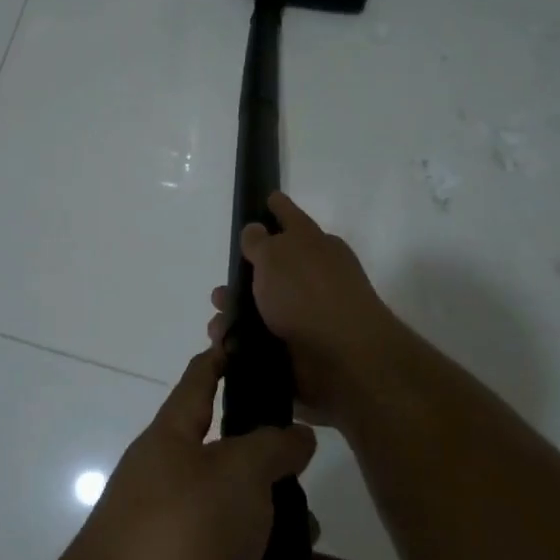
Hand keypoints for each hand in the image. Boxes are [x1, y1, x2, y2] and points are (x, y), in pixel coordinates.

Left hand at [59, 346, 363, 559]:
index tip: (245, 341)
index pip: (198, 385)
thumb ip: (270, 447)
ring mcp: (177, 553)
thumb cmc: (179, 533)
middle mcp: (170, 492)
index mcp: (171, 445)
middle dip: (282, 490)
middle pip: (234, 475)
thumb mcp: (234, 473)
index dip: (220, 360)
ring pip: (249, 544)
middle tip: (318, 508)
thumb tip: (295, 434)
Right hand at [209, 191, 400, 427]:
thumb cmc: (307, 294)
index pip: (291, 218)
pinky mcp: (300, 351)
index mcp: (316, 246)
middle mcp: (314, 278)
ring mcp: (308, 316)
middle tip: (221, 291)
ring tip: (218, 325)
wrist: (341, 360)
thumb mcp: (276, 254)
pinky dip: (242, 343)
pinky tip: (225, 347)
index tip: (266, 199)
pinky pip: (261, 342)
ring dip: (236, 315)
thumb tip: (255, 231)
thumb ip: (259, 241)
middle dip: (242, 278)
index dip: (276, 208)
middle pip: (272, 269)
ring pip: (262, 309)